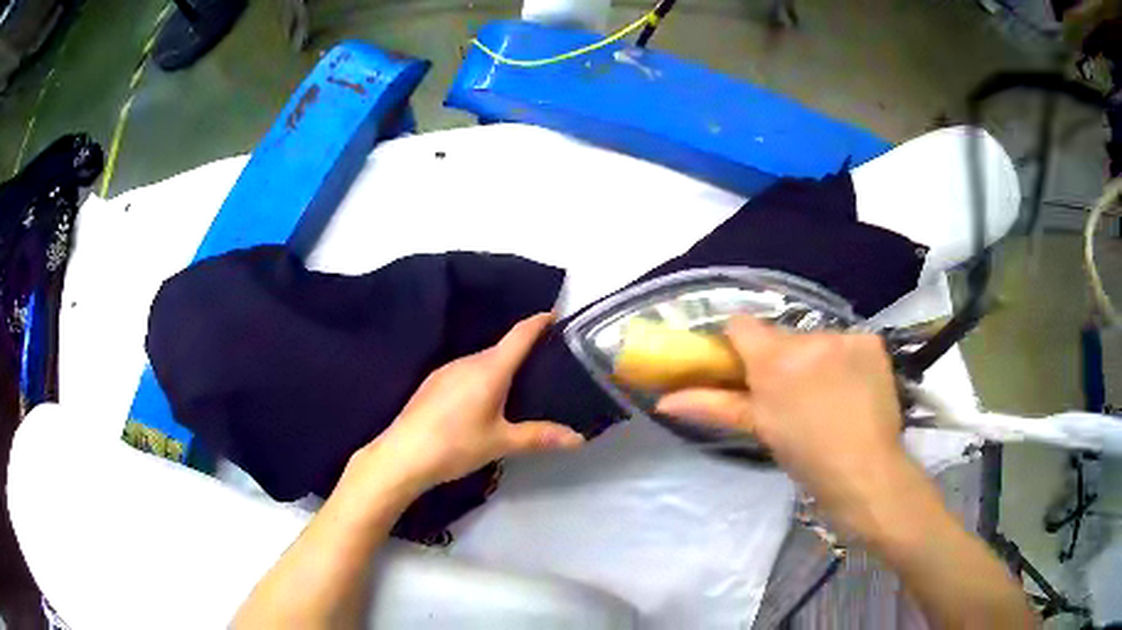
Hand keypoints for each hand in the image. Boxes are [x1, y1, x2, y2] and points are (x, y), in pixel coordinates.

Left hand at [362, 313, 584, 490]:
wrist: (402, 455)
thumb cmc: (456, 445)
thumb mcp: (501, 442)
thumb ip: (539, 437)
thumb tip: (579, 439)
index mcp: (489, 369)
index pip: (519, 335)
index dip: (538, 322)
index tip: (555, 315)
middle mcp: (468, 361)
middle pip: (501, 348)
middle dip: (524, 350)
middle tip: (547, 364)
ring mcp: (446, 370)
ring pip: (482, 361)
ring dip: (501, 366)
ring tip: (520, 384)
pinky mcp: (432, 383)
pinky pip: (465, 372)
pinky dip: (481, 377)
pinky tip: (483, 401)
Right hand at [656, 316, 907, 531]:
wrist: (866, 472)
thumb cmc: (806, 458)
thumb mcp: (760, 429)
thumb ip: (713, 406)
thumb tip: (664, 401)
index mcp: (774, 360)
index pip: (742, 324)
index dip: (739, 343)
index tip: (746, 368)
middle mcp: (809, 338)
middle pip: (782, 335)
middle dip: (782, 359)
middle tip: (792, 395)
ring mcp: (845, 336)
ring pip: (816, 339)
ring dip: (815, 359)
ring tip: (828, 395)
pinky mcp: (872, 340)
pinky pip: (847, 341)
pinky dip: (845, 359)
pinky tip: (853, 387)